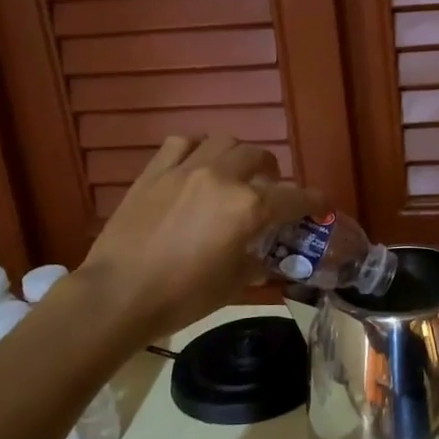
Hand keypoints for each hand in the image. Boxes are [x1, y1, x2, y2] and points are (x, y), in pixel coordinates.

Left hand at [80, 136, 323, 339]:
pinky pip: (182, 144)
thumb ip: (256, 262)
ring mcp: (185, 170)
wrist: (119, 294)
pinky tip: (195, 166)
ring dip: (237, 155)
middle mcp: (222, 178)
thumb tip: (263, 256)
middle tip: (270, 190)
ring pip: (224, 142)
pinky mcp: (154, 171)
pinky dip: (196, 150)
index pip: (294, 198)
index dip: (313, 201)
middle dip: (273, 173)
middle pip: (260, 158)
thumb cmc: (182, 296)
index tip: (320, 205)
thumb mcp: (232, 285)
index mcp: (248, 208)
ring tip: (234, 173)